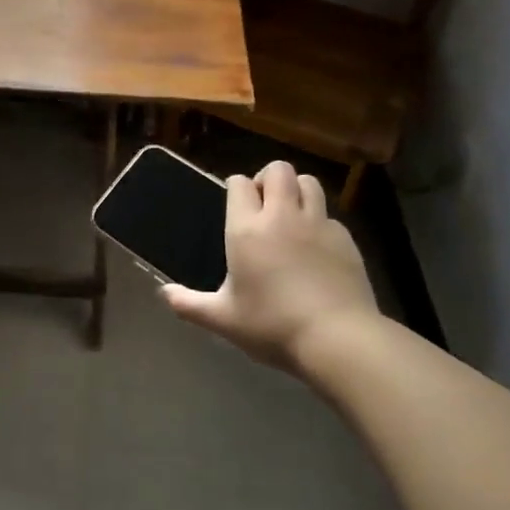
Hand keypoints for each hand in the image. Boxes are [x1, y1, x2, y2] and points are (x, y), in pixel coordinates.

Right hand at [161, 161, 380, 374]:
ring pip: (309, 183)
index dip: (235, 187)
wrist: (338, 339)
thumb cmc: (272, 325)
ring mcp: (318, 224)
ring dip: (297, 190)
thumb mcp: (223, 319)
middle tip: (263, 205)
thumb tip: (163, 294)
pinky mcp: (346, 239)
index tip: (234, 204)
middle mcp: (282, 216)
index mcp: (247, 229)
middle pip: (278, 170)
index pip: (239, 183)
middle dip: (268, 178)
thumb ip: (190, 304)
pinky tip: (316, 248)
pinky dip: (320, 221)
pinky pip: (330, 215)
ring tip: (291, 215)